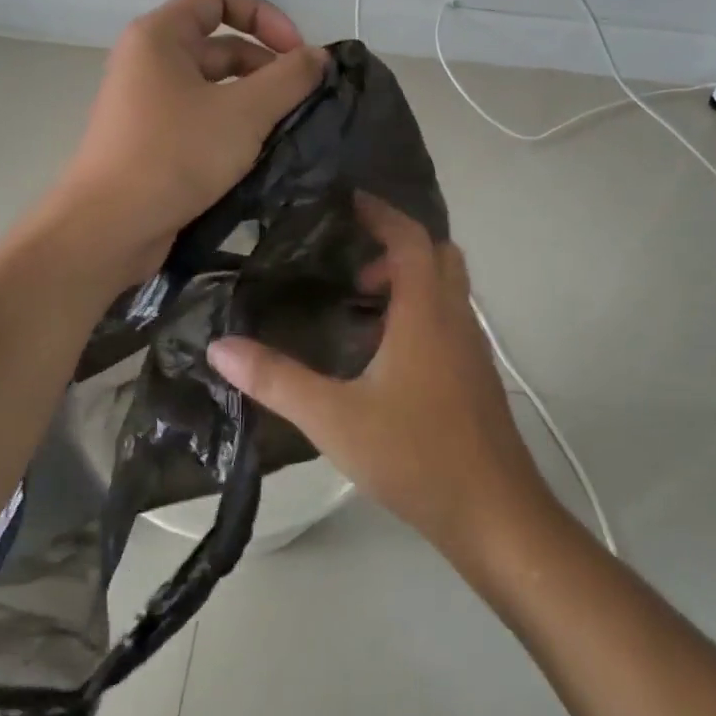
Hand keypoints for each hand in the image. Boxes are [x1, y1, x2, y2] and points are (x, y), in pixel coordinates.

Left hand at [59, 0, 325, 277]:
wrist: (108, 228)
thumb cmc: (174, 155)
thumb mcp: (243, 113)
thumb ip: (288, 78)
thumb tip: (319, 56)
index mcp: (160, 36)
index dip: (265, 16)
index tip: (297, 53)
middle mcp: (149, 62)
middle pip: (220, 44)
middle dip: (266, 66)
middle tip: (303, 101)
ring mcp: (148, 104)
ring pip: (214, 88)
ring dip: (254, 101)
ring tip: (289, 130)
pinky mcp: (151, 141)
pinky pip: (201, 120)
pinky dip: (232, 128)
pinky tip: (261, 154)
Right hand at [205, 196, 553, 563]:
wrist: (495, 515)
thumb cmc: (416, 456)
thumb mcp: (334, 418)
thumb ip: (276, 379)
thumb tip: (220, 345)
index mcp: (426, 313)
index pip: (410, 238)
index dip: (381, 213)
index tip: (349, 200)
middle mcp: (455, 318)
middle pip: (437, 254)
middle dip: (397, 244)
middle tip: (352, 259)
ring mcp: (473, 347)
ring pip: (447, 287)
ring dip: (410, 279)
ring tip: (361, 303)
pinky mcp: (477, 375)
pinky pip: (450, 318)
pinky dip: (421, 309)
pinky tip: (386, 352)